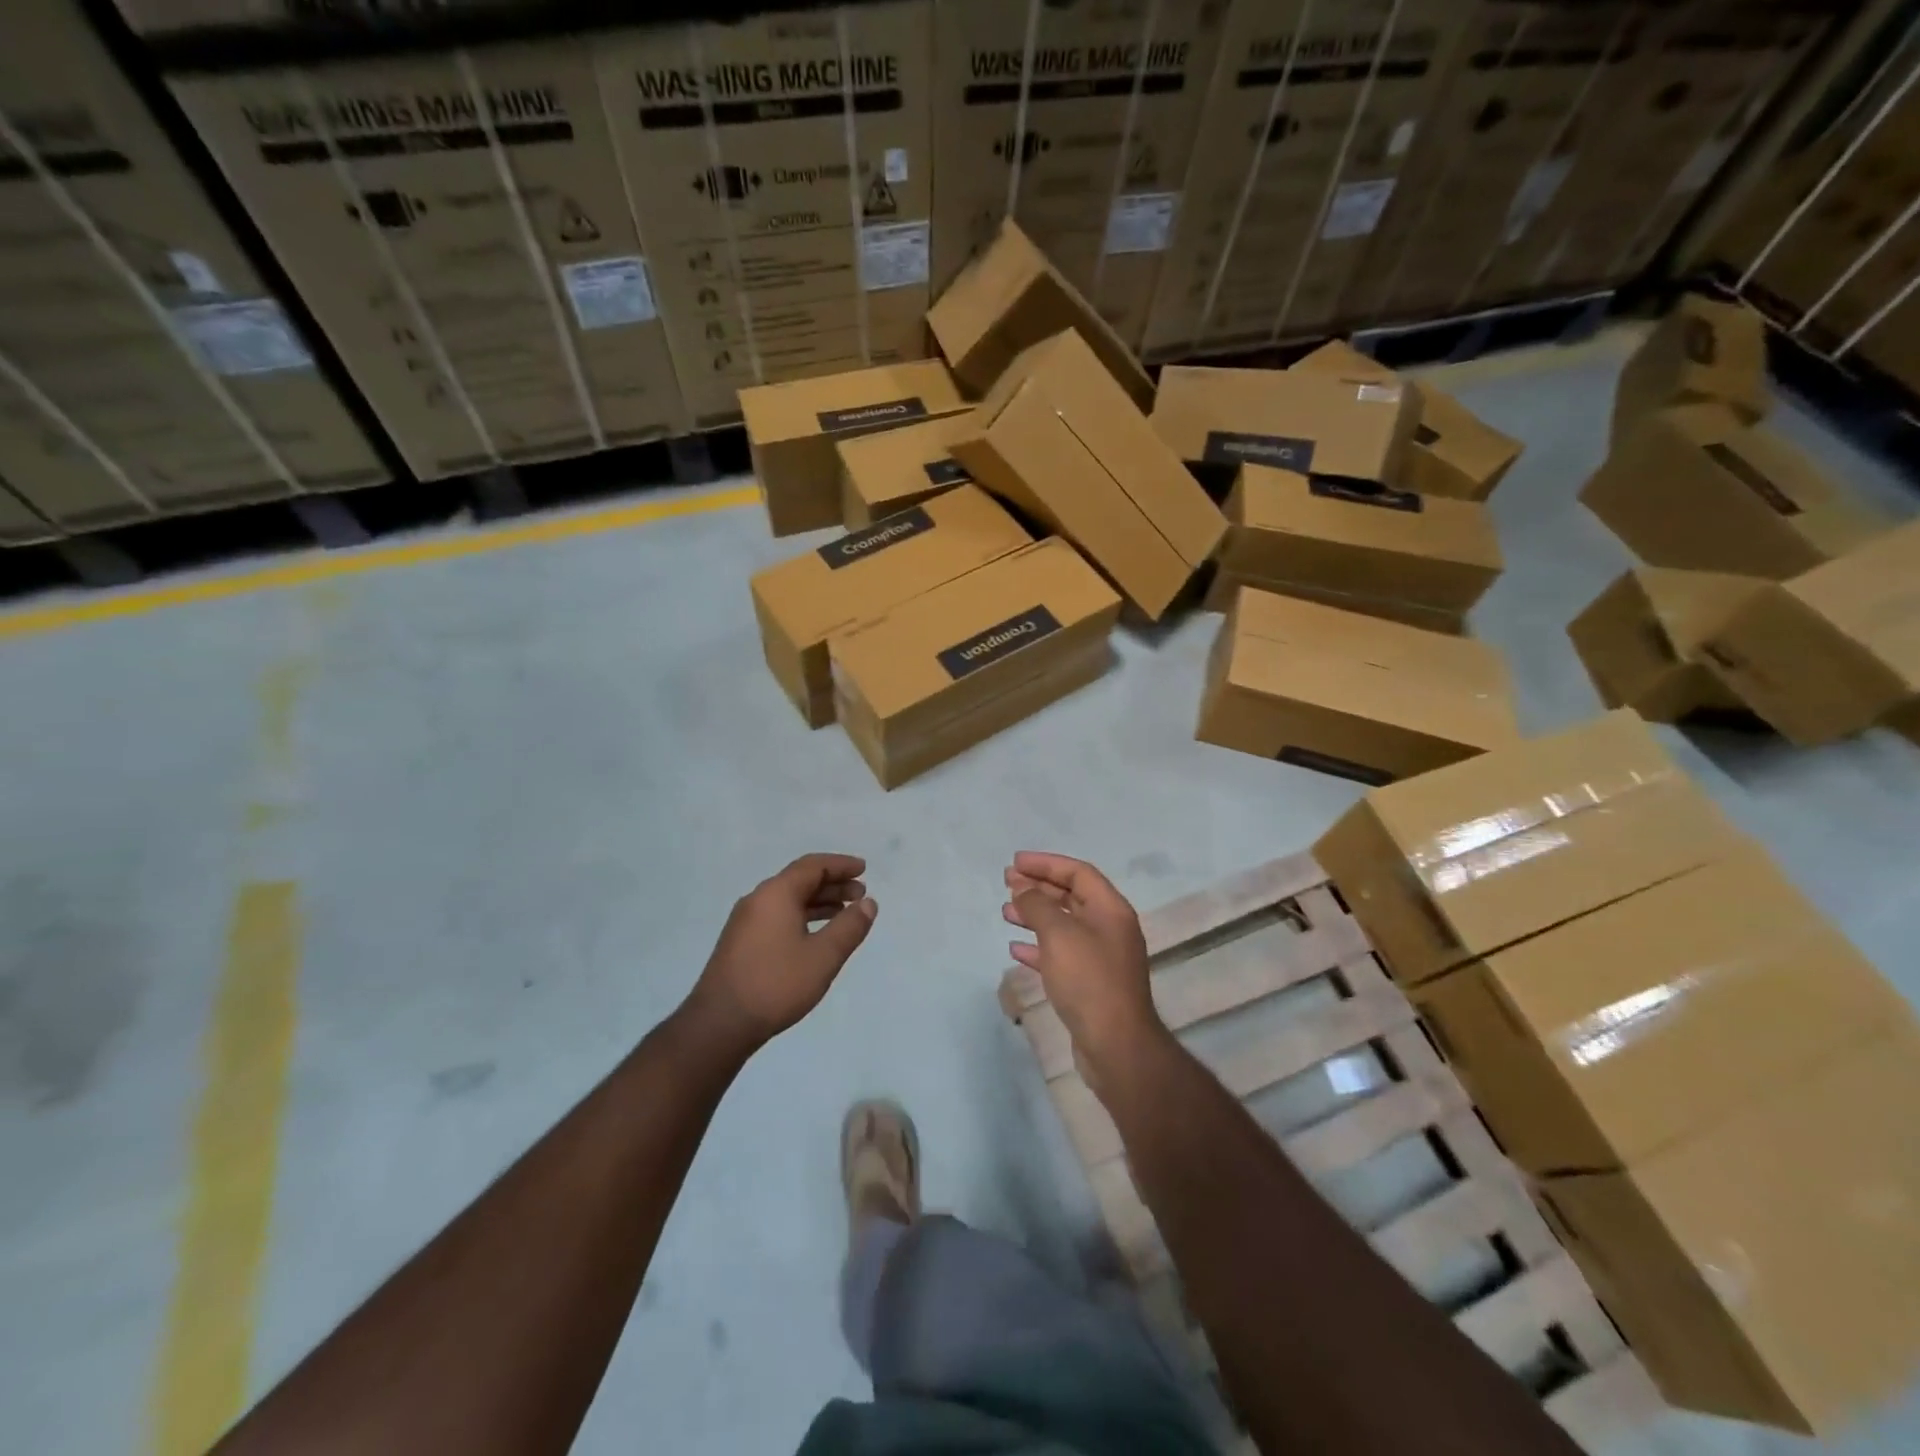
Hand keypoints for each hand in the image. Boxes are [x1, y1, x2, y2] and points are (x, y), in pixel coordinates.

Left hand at [685, 854, 875, 1052]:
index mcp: (776, 894)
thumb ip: (850, 926)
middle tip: (861, 894)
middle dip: (833, 884)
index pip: (813, 866)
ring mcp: (746, 922)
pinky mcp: (741, 942)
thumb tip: (868, 903)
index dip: (841, 865)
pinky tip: (816, 936)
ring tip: (845, 913)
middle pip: (800, 880)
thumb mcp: (824, 956)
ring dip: (819, 902)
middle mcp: (758, 900)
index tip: (864, 869)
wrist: (720, 1024)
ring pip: (789, 900)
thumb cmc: (776, 984)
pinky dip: (803, 917)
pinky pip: (778, 916)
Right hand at [1003, 852, 1167, 1089]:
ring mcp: (1101, 957)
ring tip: (1005, 912)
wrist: (1115, 1045)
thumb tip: (1022, 889)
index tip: (1015, 863)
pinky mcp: (1090, 983)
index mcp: (1110, 909)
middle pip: (1071, 896)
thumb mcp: (1059, 934)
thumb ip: (1037, 905)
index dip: (1046, 863)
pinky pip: (1061, 954)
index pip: (1078, 872)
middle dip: (1038, 887)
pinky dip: (1038, 947)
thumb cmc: (1088, 980)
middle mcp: (1109, 928)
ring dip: (1034, 915)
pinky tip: (1016, 949)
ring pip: (1063, 925)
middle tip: (1007, 883)